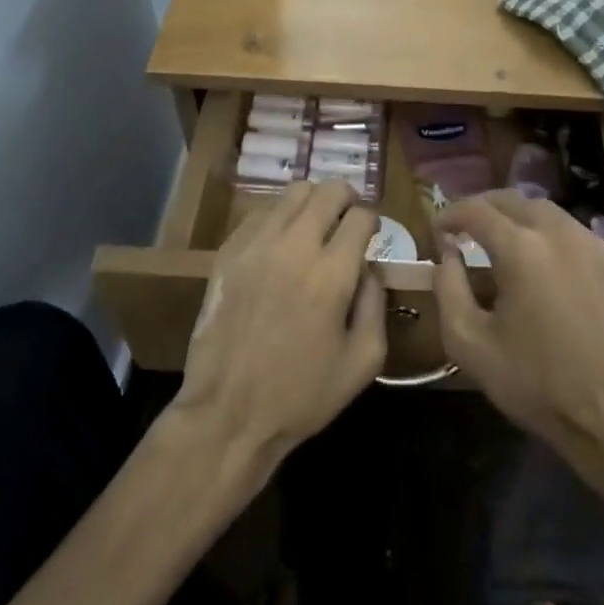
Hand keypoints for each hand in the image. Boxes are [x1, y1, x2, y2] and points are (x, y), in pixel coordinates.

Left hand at [174, 181, 386, 472]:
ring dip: (312, 203)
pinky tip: (280, 245)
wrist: (228, 415)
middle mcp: (294, 246)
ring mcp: (256, 246)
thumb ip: (376, 303)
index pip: (361, 215)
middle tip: (347, 221)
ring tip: (314, 227)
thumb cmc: (302, 395)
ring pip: (292, 193)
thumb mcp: (363, 361)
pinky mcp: (228, 253)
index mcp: (331, 274)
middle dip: (346, 199)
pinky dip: (278, 219)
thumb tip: (370, 267)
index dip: (372, 221)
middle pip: (328, 190)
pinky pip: (260, 213)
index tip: (371, 235)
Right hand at [431, 192, 603, 478]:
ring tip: (501, 241)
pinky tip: (543, 265)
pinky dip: (549, 236)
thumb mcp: (469, 344)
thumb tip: (447, 253)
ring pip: (546, 211)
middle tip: (465, 229)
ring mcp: (594, 245)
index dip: (449, 214)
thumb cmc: (534, 384)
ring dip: (517, 217)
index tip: (437, 230)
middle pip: (513, 199)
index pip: (476, 210)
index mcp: (521, 249)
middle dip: (483, 208)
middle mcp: (559, 233)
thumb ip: (447, 287)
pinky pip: (574, 234)